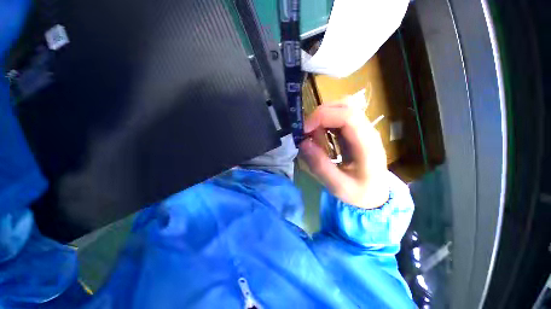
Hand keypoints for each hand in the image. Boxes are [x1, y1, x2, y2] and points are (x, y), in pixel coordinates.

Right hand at [299, 104, 388, 208]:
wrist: (376, 194)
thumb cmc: (360, 193)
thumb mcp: (338, 186)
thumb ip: (320, 166)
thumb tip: (303, 143)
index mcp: (367, 144)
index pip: (348, 116)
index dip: (323, 117)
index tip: (305, 130)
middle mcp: (368, 131)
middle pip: (346, 106)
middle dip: (321, 114)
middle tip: (307, 131)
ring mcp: (363, 128)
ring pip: (343, 107)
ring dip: (323, 116)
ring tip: (313, 134)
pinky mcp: (357, 131)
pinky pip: (340, 116)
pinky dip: (326, 121)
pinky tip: (320, 135)